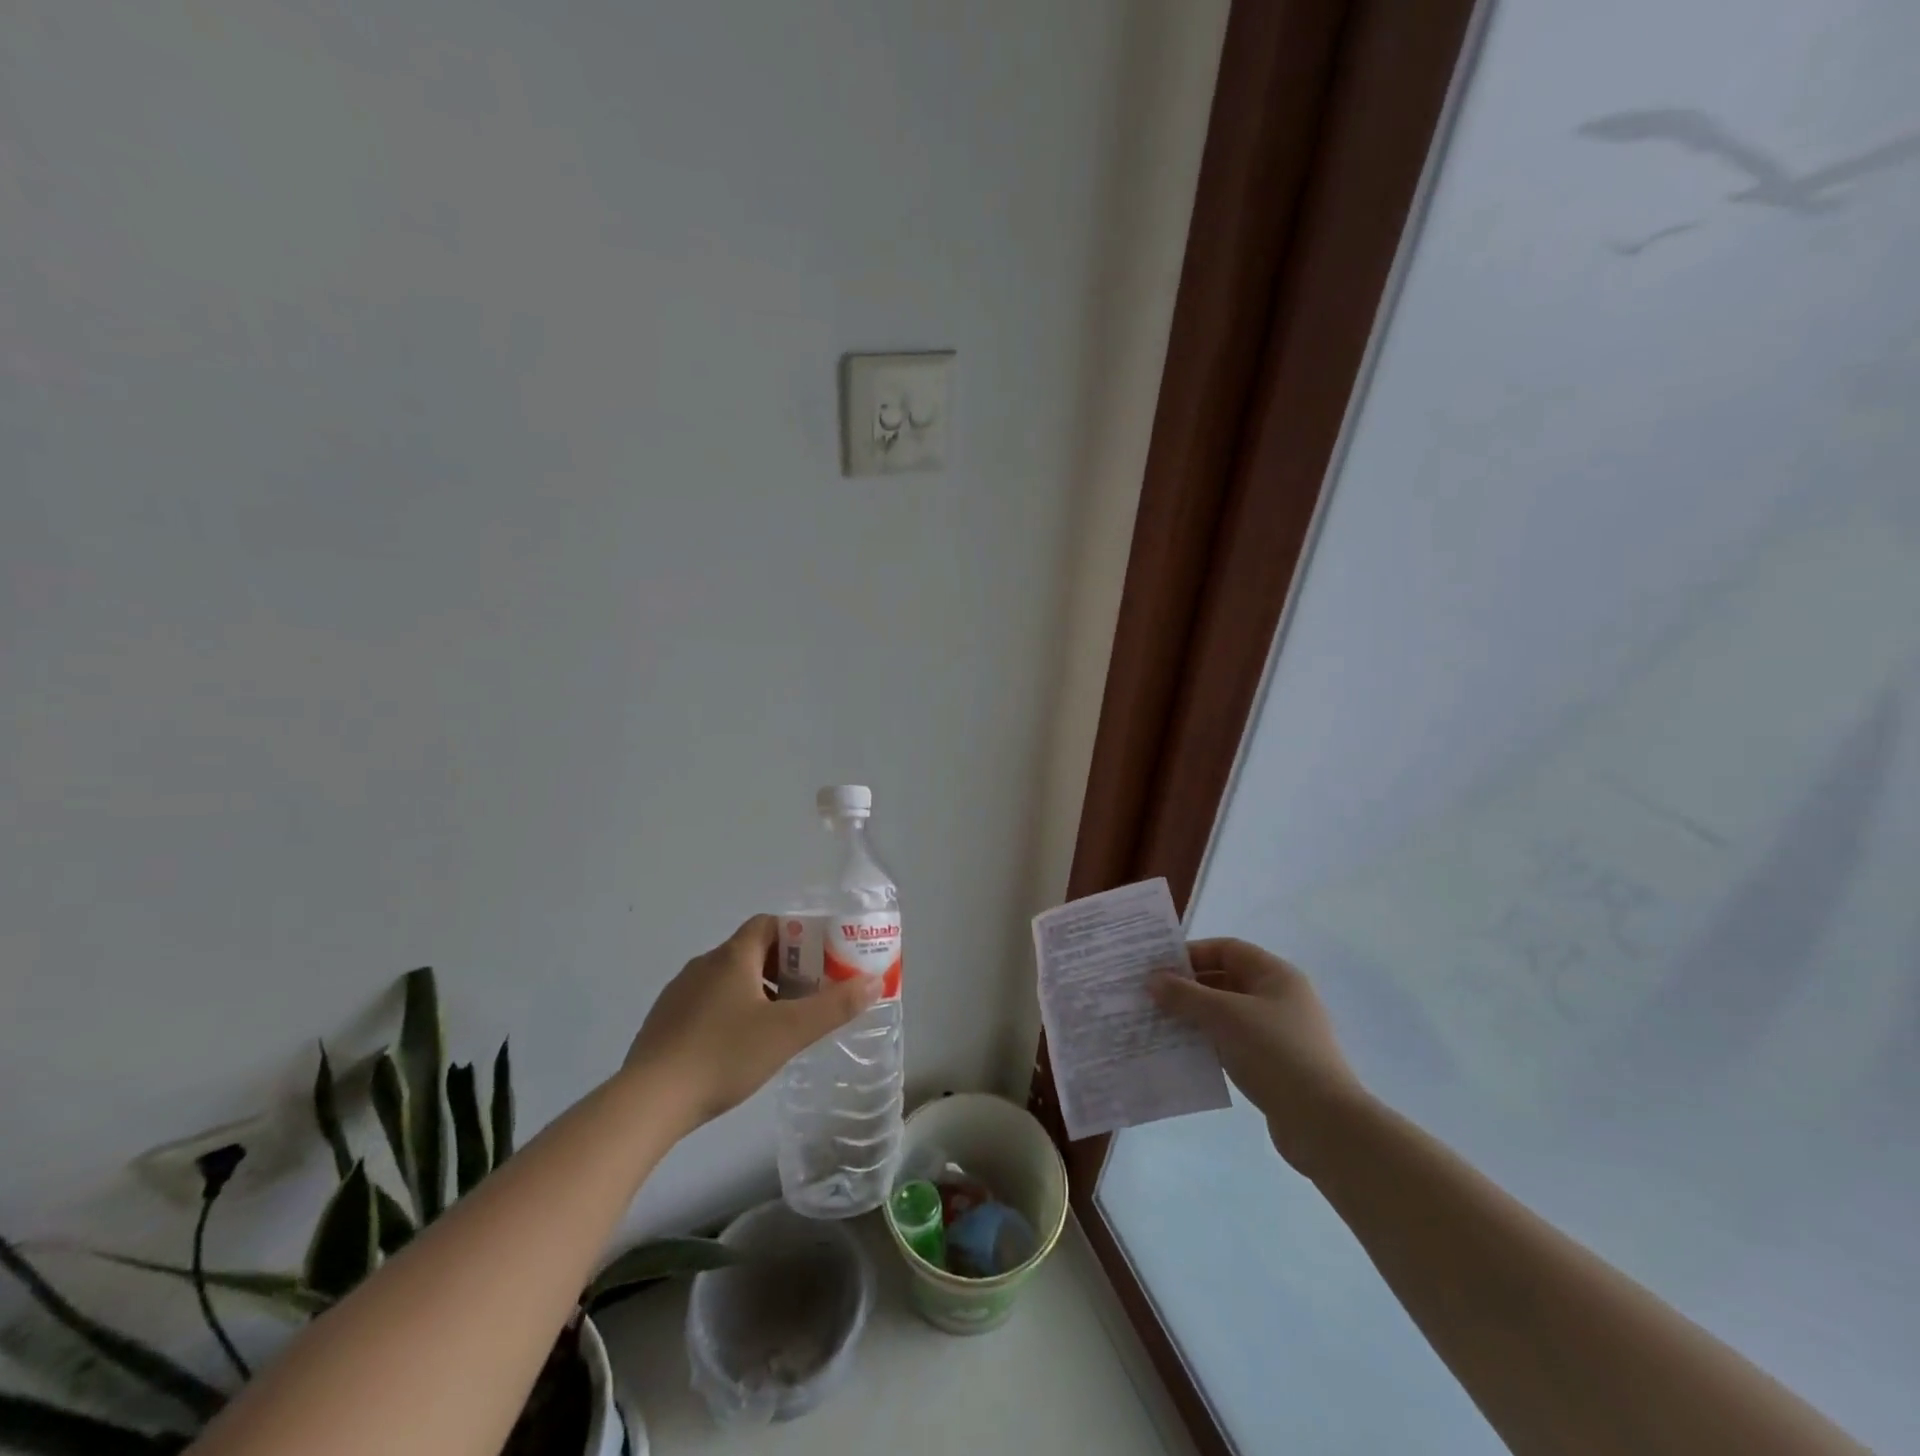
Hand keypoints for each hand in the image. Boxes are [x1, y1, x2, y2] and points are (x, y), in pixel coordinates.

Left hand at [626, 914, 881, 1130]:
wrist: (648, 1102)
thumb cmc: (723, 1055)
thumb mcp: (788, 1032)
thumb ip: (834, 1006)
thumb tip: (873, 981)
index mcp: (732, 957)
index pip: (768, 924)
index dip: (797, 935)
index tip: (820, 960)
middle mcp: (703, 965)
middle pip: (751, 952)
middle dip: (783, 968)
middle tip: (809, 995)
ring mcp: (678, 994)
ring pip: (728, 980)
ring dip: (757, 992)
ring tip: (779, 1024)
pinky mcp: (664, 1023)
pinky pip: (707, 1004)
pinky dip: (730, 1013)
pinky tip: (738, 1047)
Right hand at [1149, 938, 1367, 1174]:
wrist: (1323, 1123)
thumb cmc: (1274, 1053)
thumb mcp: (1224, 1016)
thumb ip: (1185, 995)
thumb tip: (1152, 980)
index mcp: (1276, 975)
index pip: (1227, 949)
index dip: (1191, 953)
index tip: (1157, 966)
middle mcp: (1279, 998)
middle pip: (1225, 980)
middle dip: (1187, 987)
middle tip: (1150, 996)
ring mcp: (1278, 1033)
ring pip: (1226, 1013)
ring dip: (1194, 1017)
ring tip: (1159, 1024)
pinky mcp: (1274, 1065)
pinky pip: (1232, 1042)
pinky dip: (1208, 1043)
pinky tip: (1182, 1052)